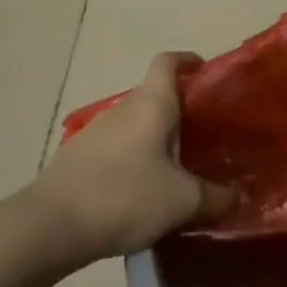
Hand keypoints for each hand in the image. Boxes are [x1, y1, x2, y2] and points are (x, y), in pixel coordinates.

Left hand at [27, 51, 232, 262]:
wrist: (52, 225)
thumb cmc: (126, 197)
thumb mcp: (183, 201)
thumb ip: (215, 197)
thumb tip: (234, 196)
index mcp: (151, 105)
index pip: (167, 62)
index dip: (187, 60)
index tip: (204, 71)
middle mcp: (122, 109)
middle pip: (153, 96)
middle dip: (178, 111)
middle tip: (203, 137)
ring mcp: (95, 132)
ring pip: (133, 125)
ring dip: (154, 139)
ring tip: (176, 169)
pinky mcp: (77, 158)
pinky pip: (115, 150)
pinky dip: (132, 161)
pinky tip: (140, 193)